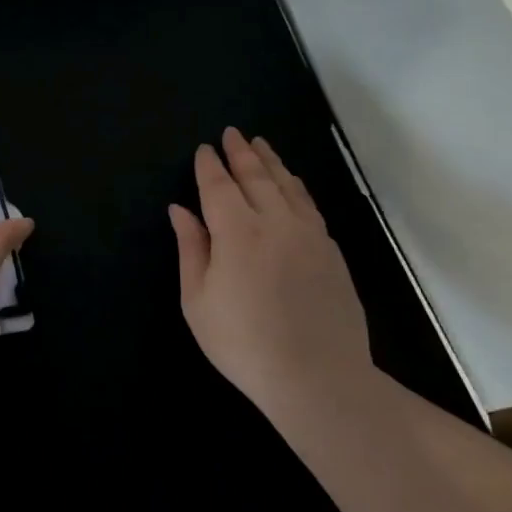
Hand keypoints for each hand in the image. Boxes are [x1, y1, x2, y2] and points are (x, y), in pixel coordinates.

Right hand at [169, 128, 371, 410]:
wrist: (318, 378)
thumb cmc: (243, 343)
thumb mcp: (198, 301)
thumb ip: (191, 249)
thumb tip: (180, 210)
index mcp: (237, 232)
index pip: (219, 186)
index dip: (209, 166)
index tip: (203, 149)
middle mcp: (275, 222)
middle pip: (256, 177)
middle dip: (241, 152)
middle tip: (232, 133)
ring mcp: (309, 235)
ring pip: (288, 186)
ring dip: (272, 162)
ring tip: (261, 144)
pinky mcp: (332, 252)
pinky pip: (310, 206)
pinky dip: (296, 187)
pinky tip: (292, 184)